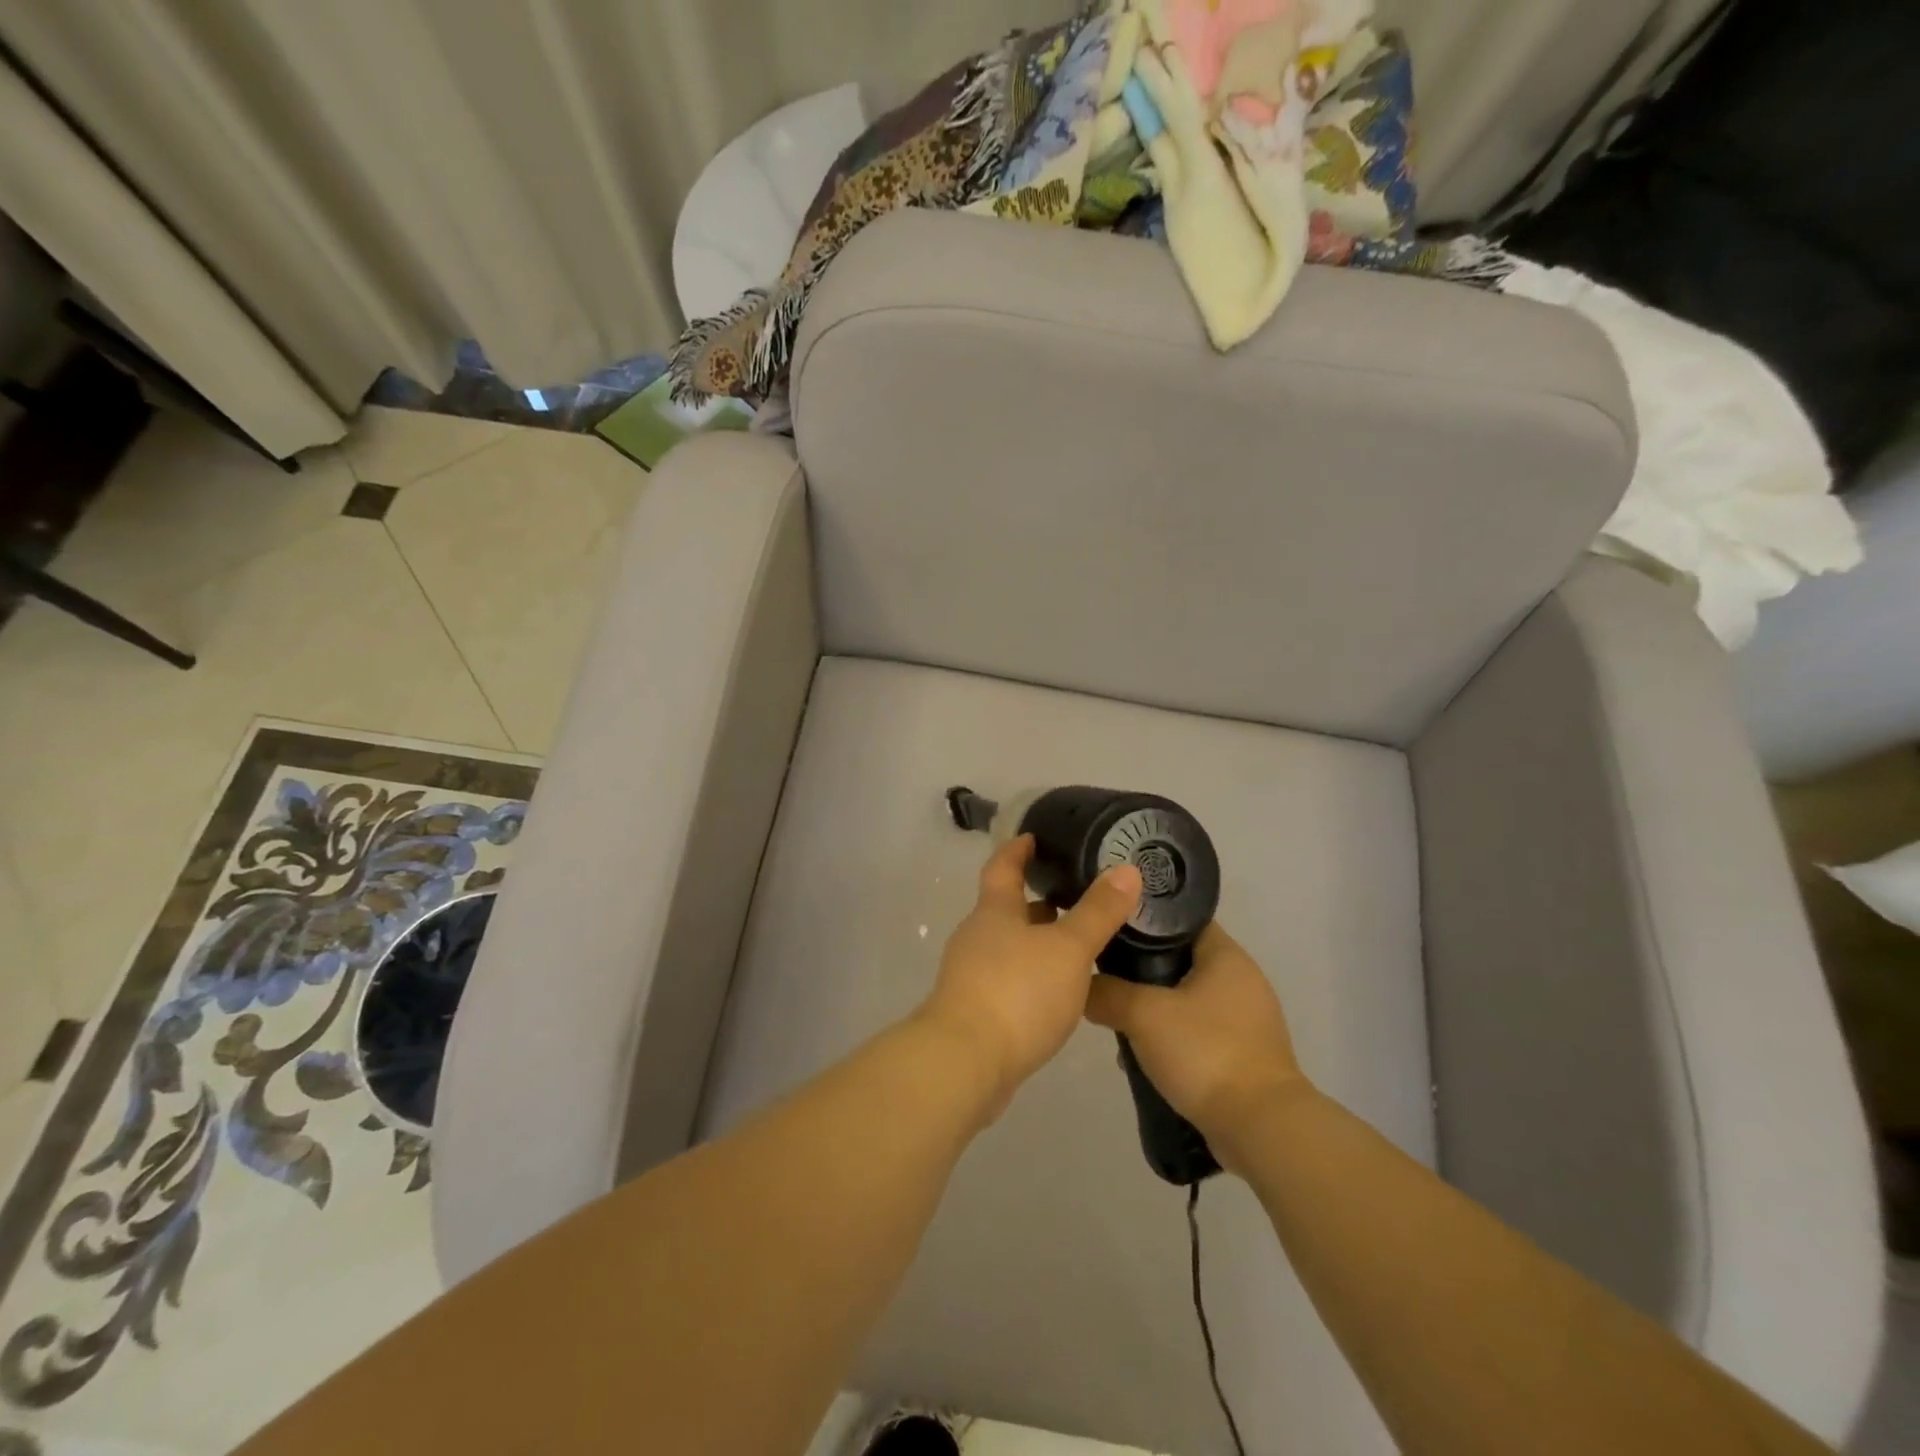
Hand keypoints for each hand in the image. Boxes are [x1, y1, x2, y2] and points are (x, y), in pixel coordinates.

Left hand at [918, 835, 1142, 1117]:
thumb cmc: (1017, 992)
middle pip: (1006, 909)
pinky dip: (1030, 977)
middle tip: (1074, 897)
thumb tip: (1127, 869)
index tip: (1033, 838)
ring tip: (1075, 947)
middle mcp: (977, 937)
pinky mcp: (974, 1012)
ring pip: (1008, 947)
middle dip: (1036, 902)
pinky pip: (1007, 981)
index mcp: (994, 912)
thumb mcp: (1068, 948)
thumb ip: (1098, 912)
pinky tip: (1056, 994)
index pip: (1003, 867)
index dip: (1018, 850)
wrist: (965, 1062)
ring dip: (1036, 942)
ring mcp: (971, 975)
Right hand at [1084, 922, 1308, 1166]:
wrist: (1261, 1130)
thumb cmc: (1206, 1053)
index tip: (1108, 928)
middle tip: (1106, 978)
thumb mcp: (1144, 1015)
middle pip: (1180, 959)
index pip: (1179, 919)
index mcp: (1226, 955)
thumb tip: (1082, 987)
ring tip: (1120, 1023)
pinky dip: (1173, 1039)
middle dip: (1141, 971)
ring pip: (1186, 999)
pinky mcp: (1245, 1054)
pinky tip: (1146, 1058)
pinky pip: (1199, 1032)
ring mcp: (1246, 1019)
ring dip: (1155, 1010)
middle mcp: (1241, 979)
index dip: (1143, 919)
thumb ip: (1107, 993)